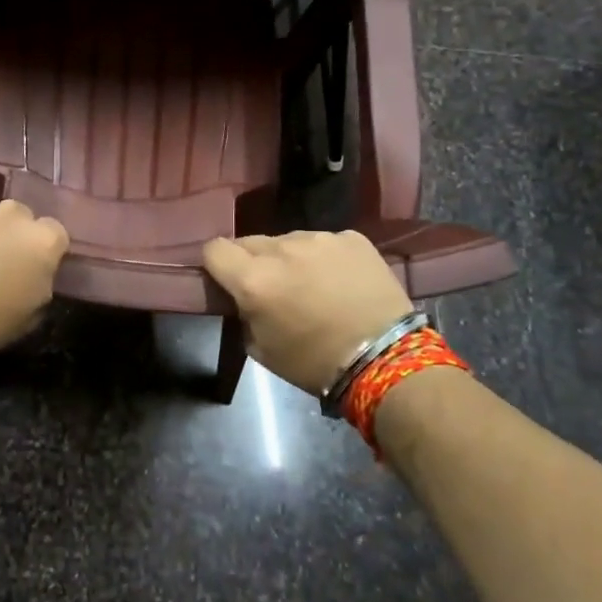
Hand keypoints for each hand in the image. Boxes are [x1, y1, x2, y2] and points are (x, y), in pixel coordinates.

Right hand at [203, 231, 413, 396]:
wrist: (387, 360)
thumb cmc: (316, 363)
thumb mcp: (262, 349)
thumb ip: (244, 313)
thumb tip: (245, 298)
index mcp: (254, 280)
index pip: (214, 249)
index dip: (216, 264)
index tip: (226, 279)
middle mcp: (282, 249)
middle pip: (250, 241)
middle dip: (253, 261)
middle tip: (272, 288)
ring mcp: (320, 238)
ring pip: (288, 240)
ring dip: (290, 258)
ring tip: (312, 286)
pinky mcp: (352, 237)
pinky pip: (324, 242)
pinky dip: (324, 258)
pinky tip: (341, 282)